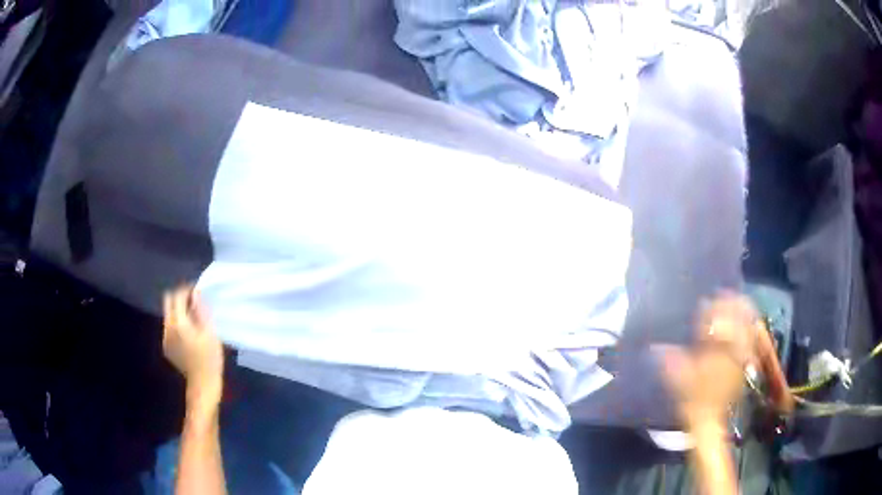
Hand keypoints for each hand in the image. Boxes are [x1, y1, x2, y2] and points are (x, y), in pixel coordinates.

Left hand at [163, 286, 223, 408]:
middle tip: (194, 302)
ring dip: (178, 311)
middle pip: (168, 302)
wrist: (203, 384)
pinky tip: (189, 334)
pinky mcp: (166, 346)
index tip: (197, 291)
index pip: (177, 296)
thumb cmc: (210, 359)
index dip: (186, 290)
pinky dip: (177, 323)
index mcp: (178, 322)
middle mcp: (167, 327)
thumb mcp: (210, 332)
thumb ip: (200, 310)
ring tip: (193, 318)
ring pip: (168, 314)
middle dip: (179, 298)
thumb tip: (196, 293)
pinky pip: (169, 327)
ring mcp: (165, 337)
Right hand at [661, 294, 789, 425]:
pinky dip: (751, 325)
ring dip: (743, 311)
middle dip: (730, 305)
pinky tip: (749, 319)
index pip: (714, 324)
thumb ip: (670, 362)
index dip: (710, 311)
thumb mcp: (678, 382)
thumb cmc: (693, 401)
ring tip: (737, 300)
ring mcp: (741, 356)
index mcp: (713, 354)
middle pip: (735, 321)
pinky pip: (752, 338)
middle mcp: (730, 351)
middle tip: (724, 295)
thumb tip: (654, 347)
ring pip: (746, 327)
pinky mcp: (746, 362)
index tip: (705, 303)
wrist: (710, 420)